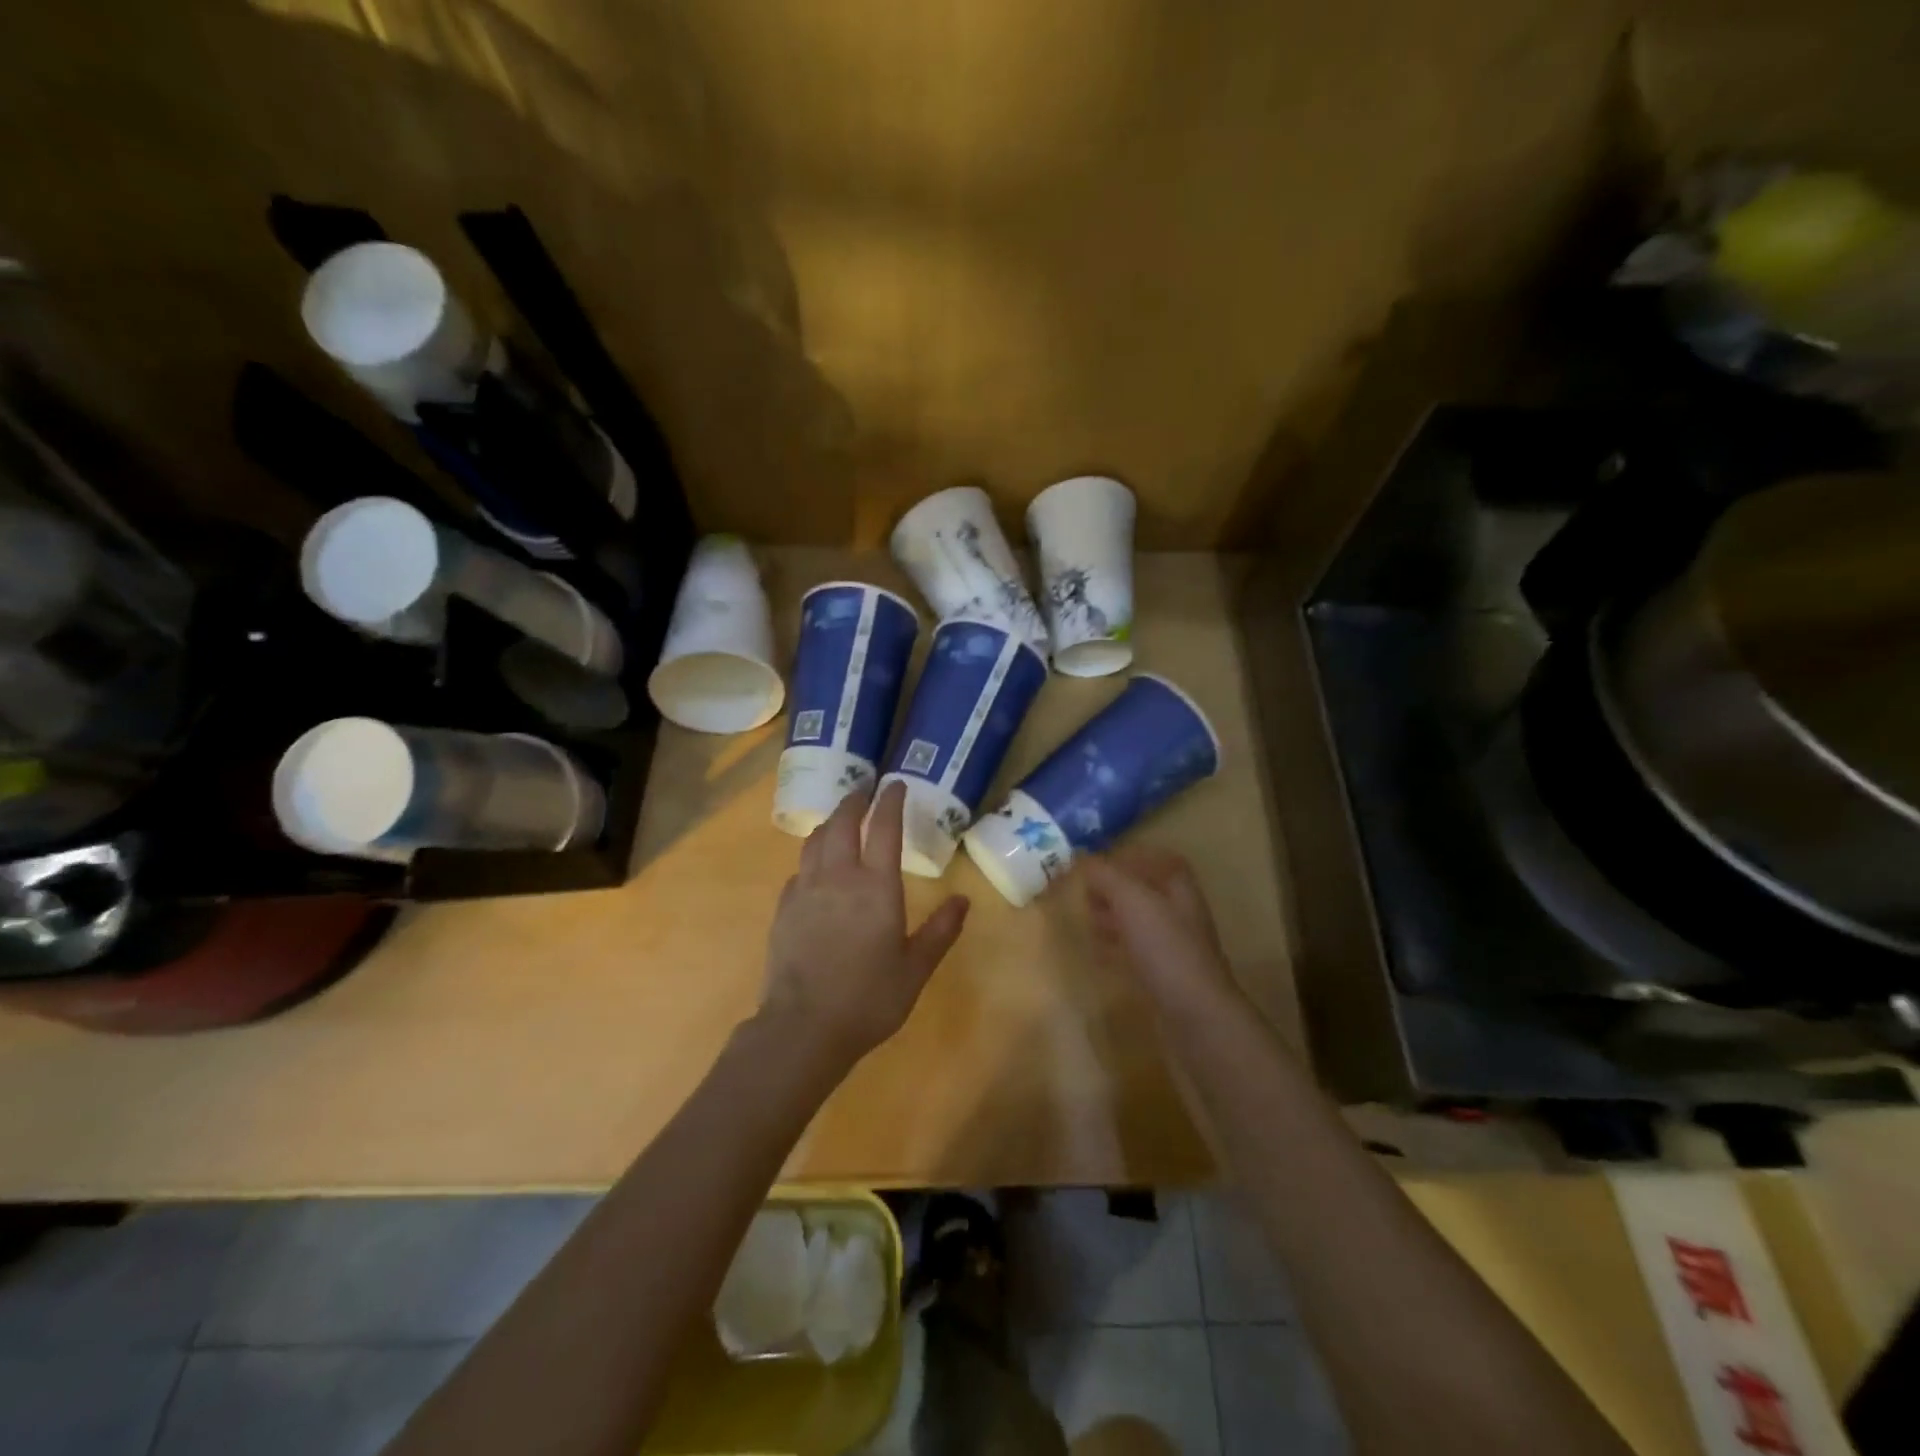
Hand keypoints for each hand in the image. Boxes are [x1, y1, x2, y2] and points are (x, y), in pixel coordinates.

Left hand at [758, 780, 968, 1065]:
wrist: (803, 1027)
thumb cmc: (869, 998)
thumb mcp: (915, 968)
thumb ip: (940, 931)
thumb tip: (963, 900)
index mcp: (876, 886)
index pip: (884, 828)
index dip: (891, 801)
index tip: (896, 784)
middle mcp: (838, 877)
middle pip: (842, 822)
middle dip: (854, 800)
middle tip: (864, 791)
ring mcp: (805, 890)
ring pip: (815, 840)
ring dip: (831, 823)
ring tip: (840, 821)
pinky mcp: (784, 908)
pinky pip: (800, 869)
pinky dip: (813, 857)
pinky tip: (817, 869)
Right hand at [1078, 848, 1242, 1016]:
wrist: (1194, 1014)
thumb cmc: (1165, 948)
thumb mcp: (1132, 900)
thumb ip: (1107, 875)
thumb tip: (1083, 859)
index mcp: (1179, 889)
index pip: (1161, 860)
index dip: (1133, 857)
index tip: (1100, 862)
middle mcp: (1180, 913)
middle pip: (1147, 891)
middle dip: (1115, 889)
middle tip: (1085, 892)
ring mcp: (1174, 947)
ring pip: (1140, 922)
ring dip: (1113, 917)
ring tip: (1086, 919)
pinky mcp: (1164, 976)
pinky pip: (1136, 952)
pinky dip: (1115, 947)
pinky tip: (1098, 953)